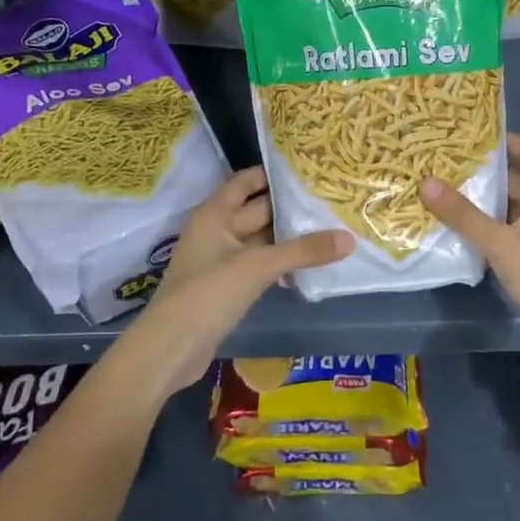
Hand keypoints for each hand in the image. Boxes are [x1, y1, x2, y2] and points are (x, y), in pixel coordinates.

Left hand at [124, 167, 351, 398]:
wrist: (170, 350)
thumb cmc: (208, 294)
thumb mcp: (258, 266)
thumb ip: (303, 251)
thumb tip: (349, 239)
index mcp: (215, 214)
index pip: (247, 181)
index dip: (275, 173)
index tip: (311, 170)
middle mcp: (217, 230)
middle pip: (258, 209)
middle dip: (290, 206)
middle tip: (330, 199)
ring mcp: (221, 260)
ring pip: (261, 239)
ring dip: (289, 236)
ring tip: (329, 227)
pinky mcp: (228, 286)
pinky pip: (259, 264)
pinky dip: (281, 262)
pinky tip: (310, 265)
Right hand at [419, 133, 519, 369]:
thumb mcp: (500, 243)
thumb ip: (463, 214)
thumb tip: (425, 181)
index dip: (502, 139)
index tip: (467, 134)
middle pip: (512, 177)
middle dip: (480, 171)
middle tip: (441, 161)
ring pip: (505, 204)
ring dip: (478, 198)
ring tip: (439, 187)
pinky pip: (503, 227)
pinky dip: (482, 222)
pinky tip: (453, 223)